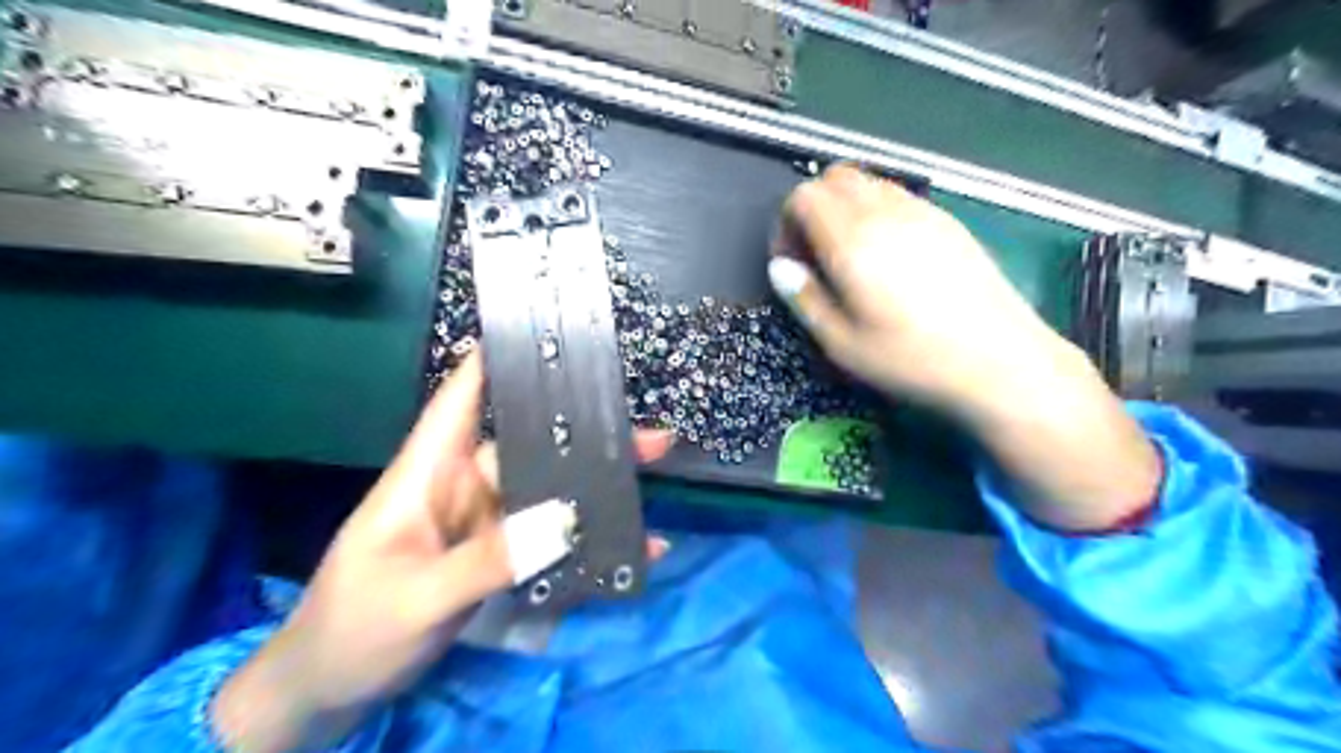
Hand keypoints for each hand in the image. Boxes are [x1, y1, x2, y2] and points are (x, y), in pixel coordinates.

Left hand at [216, 352, 675, 751]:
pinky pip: (550, 539)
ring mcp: (485, 525)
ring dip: (595, 486)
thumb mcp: (417, 597)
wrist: (331, 694)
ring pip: (547, 491)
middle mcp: (462, 488)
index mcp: (426, 475)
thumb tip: (564, 518)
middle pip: (527, 447)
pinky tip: (631, 547)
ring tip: (650, 474)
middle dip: (583, 433)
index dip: (494, 362)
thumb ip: (488, 559)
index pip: (460, 401)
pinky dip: (589, 542)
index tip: (544, 336)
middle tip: (648, 433)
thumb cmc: (352, 631)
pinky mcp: (499, 556)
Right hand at [764, 160, 1069, 417]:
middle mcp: (886, 212)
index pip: (803, 196)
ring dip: (845, 208)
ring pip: (869, 182)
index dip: (786, 224)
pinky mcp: (948, 221)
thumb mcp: (842, 344)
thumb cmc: (911, 359)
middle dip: (812, 208)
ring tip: (850, 257)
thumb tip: (781, 267)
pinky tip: (888, 257)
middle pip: (835, 177)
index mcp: (853, 240)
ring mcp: (922, 211)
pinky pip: (898, 196)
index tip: (792, 263)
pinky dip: (876, 211)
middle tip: (816, 255)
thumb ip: (805, 298)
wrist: (1000, 361)